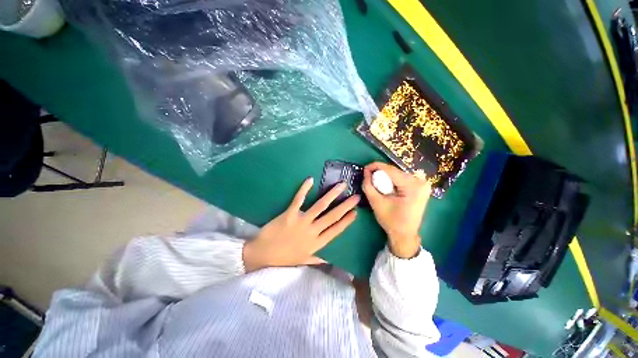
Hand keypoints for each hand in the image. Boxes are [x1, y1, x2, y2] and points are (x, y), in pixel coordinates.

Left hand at [243, 178, 359, 271]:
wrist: (262, 255)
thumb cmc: (283, 258)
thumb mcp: (303, 261)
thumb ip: (317, 259)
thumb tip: (330, 259)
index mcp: (316, 244)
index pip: (336, 231)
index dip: (347, 221)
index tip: (356, 212)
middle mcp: (312, 232)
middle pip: (332, 216)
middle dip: (345, 206)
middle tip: (356, 196)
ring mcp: (301, 222)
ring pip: (320, 206)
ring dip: (332, 195)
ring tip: (341, 185)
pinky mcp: (289, 214)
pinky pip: (298, 200)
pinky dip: (304, 189)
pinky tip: (310, 179)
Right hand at [362, 162, 431, 258]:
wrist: (405, 234)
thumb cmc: (391, 221)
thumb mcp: (376, 203)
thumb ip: (368, 186)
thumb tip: (366, 172)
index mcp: (413, 186)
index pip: (391, 170)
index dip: (375, 166)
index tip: (364, 169)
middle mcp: (421, 182)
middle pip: (395, 171)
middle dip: (380, 173)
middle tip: (369, 178)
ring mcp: (423, 184)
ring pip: (398, 173)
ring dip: (385, 176)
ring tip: (376, 183)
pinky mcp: (421, 187)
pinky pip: (403, 178)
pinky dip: (392, 180)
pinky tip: (386, 186)